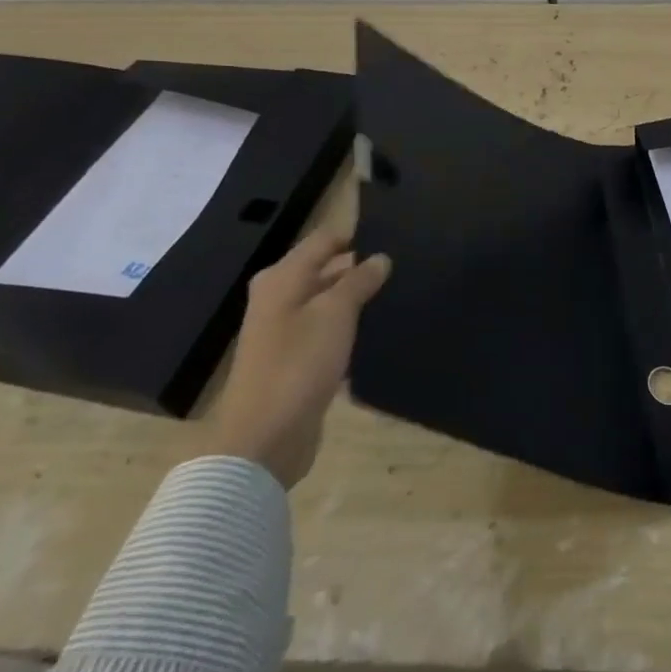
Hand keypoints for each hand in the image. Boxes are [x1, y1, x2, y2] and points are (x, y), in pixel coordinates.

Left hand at [196, 229, 391, 488]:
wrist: (265, 437)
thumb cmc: (298, 364)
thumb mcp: (335, 314)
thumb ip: (359, 281)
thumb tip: (380, 257)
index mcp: (282, 278)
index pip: (324, 240)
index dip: (357, 234)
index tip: (396, 235)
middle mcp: (280, 298)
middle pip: (325, 269)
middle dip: (361, 266)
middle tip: (405, 265)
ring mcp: (286, 330)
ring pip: (329, 301)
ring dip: (357, 299)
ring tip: (400, 293)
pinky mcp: (297, 359)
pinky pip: (328, 331)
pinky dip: (350, 327)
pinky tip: (380, 330)